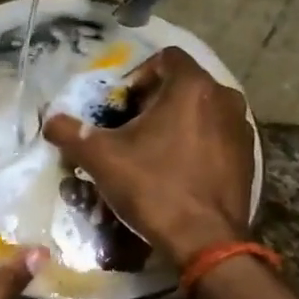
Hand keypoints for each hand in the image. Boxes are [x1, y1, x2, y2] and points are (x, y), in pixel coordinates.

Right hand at [43, 46, 255, 264]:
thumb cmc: (153, 188)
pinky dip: (195, 142)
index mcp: (192, 87)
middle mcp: (224, 98)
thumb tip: (50, 121)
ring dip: (174, 122)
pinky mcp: (248, 156)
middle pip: (182, 84)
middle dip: (153, 102)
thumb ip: (70, 132)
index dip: (136, 76)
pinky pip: (215, 135)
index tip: (120, 106)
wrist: (205, 241)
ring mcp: (241, 128)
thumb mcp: (101, 158)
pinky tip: (176, 170)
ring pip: (200, 110)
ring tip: (151, 151)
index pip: (164, 58)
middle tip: (128, 130)